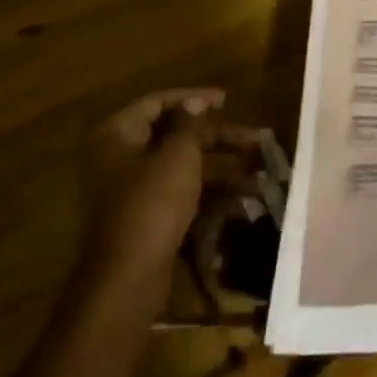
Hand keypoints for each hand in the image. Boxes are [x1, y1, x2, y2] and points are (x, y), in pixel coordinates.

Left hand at [81, 89, 262, 280]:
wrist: (127, 278)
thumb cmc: (152, 204)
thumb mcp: (178, 155)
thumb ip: (190, 124)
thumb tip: (196, 103)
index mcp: (117, 134)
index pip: (158, 102)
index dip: (194, 98)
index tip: (227, 99)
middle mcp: (118, 157)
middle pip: (174, 136)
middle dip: (217, 138)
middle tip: (255, 140)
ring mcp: (131, 190)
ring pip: (181, 167)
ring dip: (220, 166)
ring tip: (258, 172)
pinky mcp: (145, 217)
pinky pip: (180, 193)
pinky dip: (208, 191)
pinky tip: (243, 198)